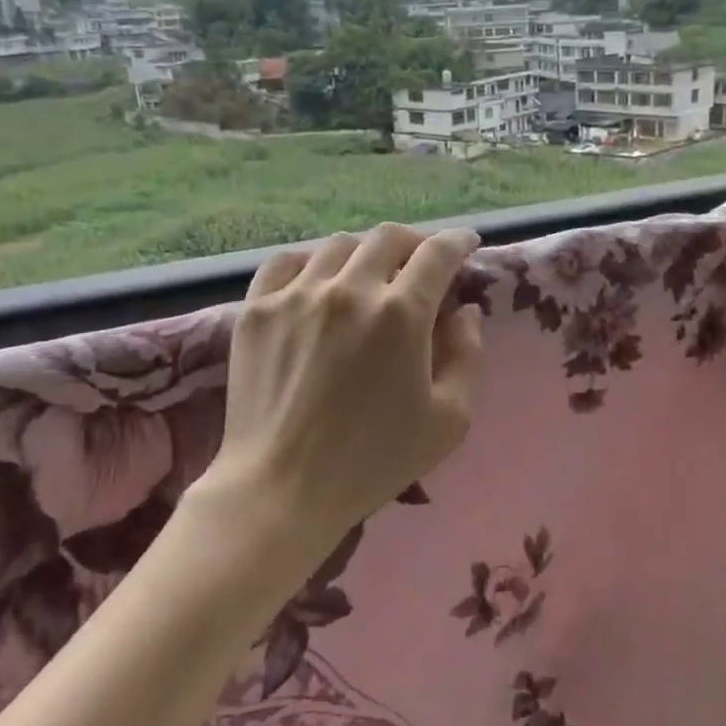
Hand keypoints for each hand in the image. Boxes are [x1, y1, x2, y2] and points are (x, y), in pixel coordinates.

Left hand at [197, 223, 485, 547]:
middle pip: (388, 237)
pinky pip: (287, 262)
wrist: (282, 489)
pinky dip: (311, 261)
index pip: (437, 254)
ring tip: (370, 275)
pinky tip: (318, 280)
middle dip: (414, 242)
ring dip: (366, 252)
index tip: (467, 243)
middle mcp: (349, 289)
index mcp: (401, 314)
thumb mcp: (450, 419)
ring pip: (339, 245)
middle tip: (421, 262)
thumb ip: (468, 354)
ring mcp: (297, 295)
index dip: (458, 241)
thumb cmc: (374, 461)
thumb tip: (464, 311)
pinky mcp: (257, 309)